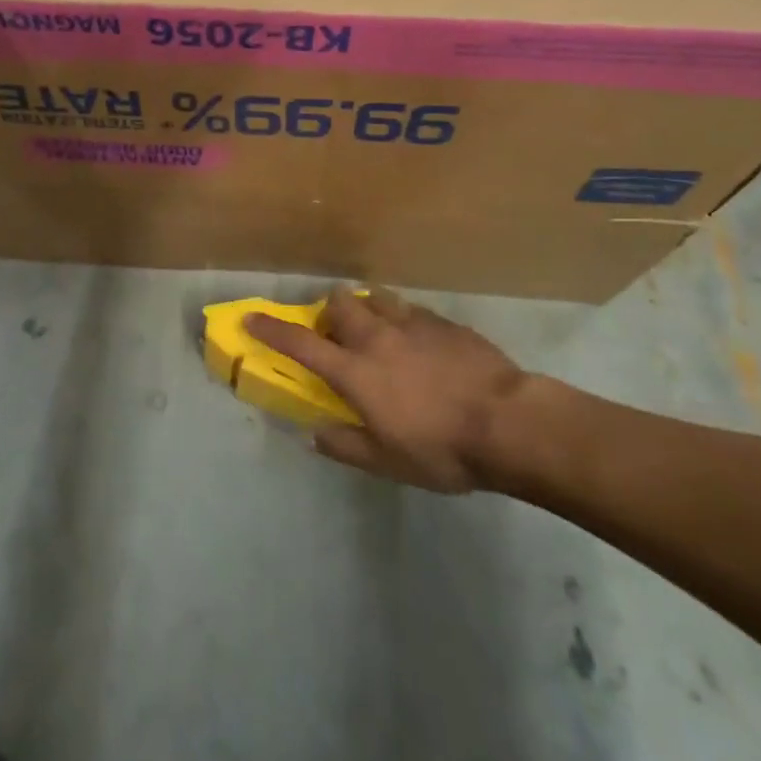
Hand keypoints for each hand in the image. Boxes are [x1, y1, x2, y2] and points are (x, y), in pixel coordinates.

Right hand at [246, 290, 530, 493]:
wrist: (509, 422)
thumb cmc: (442, 449)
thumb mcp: (388, 462)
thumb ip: (346, 445)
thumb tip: (314, 434)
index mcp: (356, 372)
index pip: (302, 345)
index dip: (272, 330)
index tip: (251, 318)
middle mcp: (377, 338)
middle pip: (340, 305)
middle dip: (330, 311)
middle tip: (337, 334)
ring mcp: (412, 324)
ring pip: (376, 298)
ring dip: (367, 308)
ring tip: (377, 329)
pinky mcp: (443, 322)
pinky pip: (412, 310)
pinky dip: (403, 319)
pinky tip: (419, 341)